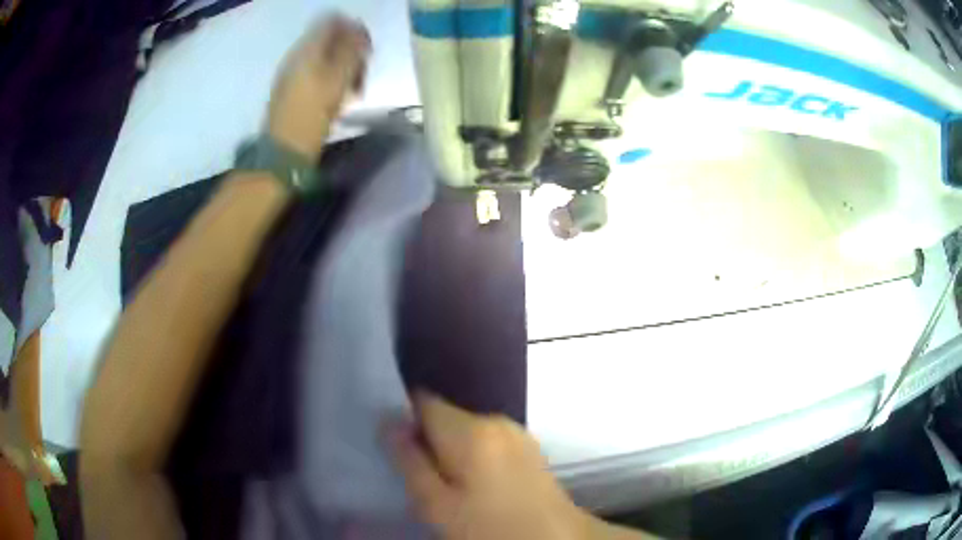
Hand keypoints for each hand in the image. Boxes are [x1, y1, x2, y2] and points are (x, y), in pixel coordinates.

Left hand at [268, 14, 370, 160]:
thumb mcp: (338, 80)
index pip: (333, 21)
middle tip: (362, 74)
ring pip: (324, 57)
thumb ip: (351, 51)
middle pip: (329, 39)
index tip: (367, 51)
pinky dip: (331, 79)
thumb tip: (360, 31)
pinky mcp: (289, 90)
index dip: (354, 30)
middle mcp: (297, 55)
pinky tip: (338, 98)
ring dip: (343, 67)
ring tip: (353, 90)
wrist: (283, 152)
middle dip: (351, 52)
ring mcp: (291, 73)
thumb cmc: (313, 115)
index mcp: (307, 49)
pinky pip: (316, 73)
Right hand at [387, 394, 652, 539]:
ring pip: (468, 432)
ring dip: (453, 452)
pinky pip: (490, 443)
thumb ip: (409, 461)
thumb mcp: (436, 504)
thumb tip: (389, 423)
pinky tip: (480, 488)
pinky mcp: (530, 449)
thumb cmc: (489, 527)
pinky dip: (477, 458)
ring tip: (451, 488)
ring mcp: (517, 433)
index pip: (422, 401)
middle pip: (446, 417)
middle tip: (422, 479)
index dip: (403, 420)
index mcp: (471, 429)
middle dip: (429, 441)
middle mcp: (496, 420)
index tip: (397, 448)